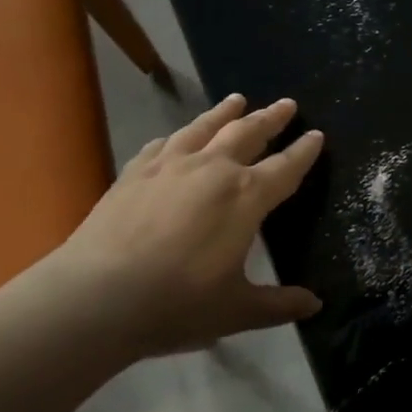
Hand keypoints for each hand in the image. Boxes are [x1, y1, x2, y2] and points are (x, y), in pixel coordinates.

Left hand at [42, 94, 324, 356]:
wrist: (94, 298)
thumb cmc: (177, 303)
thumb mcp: (237, 310)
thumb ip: (279, 304)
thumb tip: (315, 306)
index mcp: (246, 196)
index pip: (286, 167)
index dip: (305, 151)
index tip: (317, 135)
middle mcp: (213, 169)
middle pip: (248, 133)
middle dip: (271, 118)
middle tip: (287, 103)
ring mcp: (170, 166)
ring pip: (205, 127)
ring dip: (225, 112)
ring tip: (237, 100)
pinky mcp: (134, 172)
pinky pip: (163, 144)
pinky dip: (179, 135)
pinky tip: (178, 136)